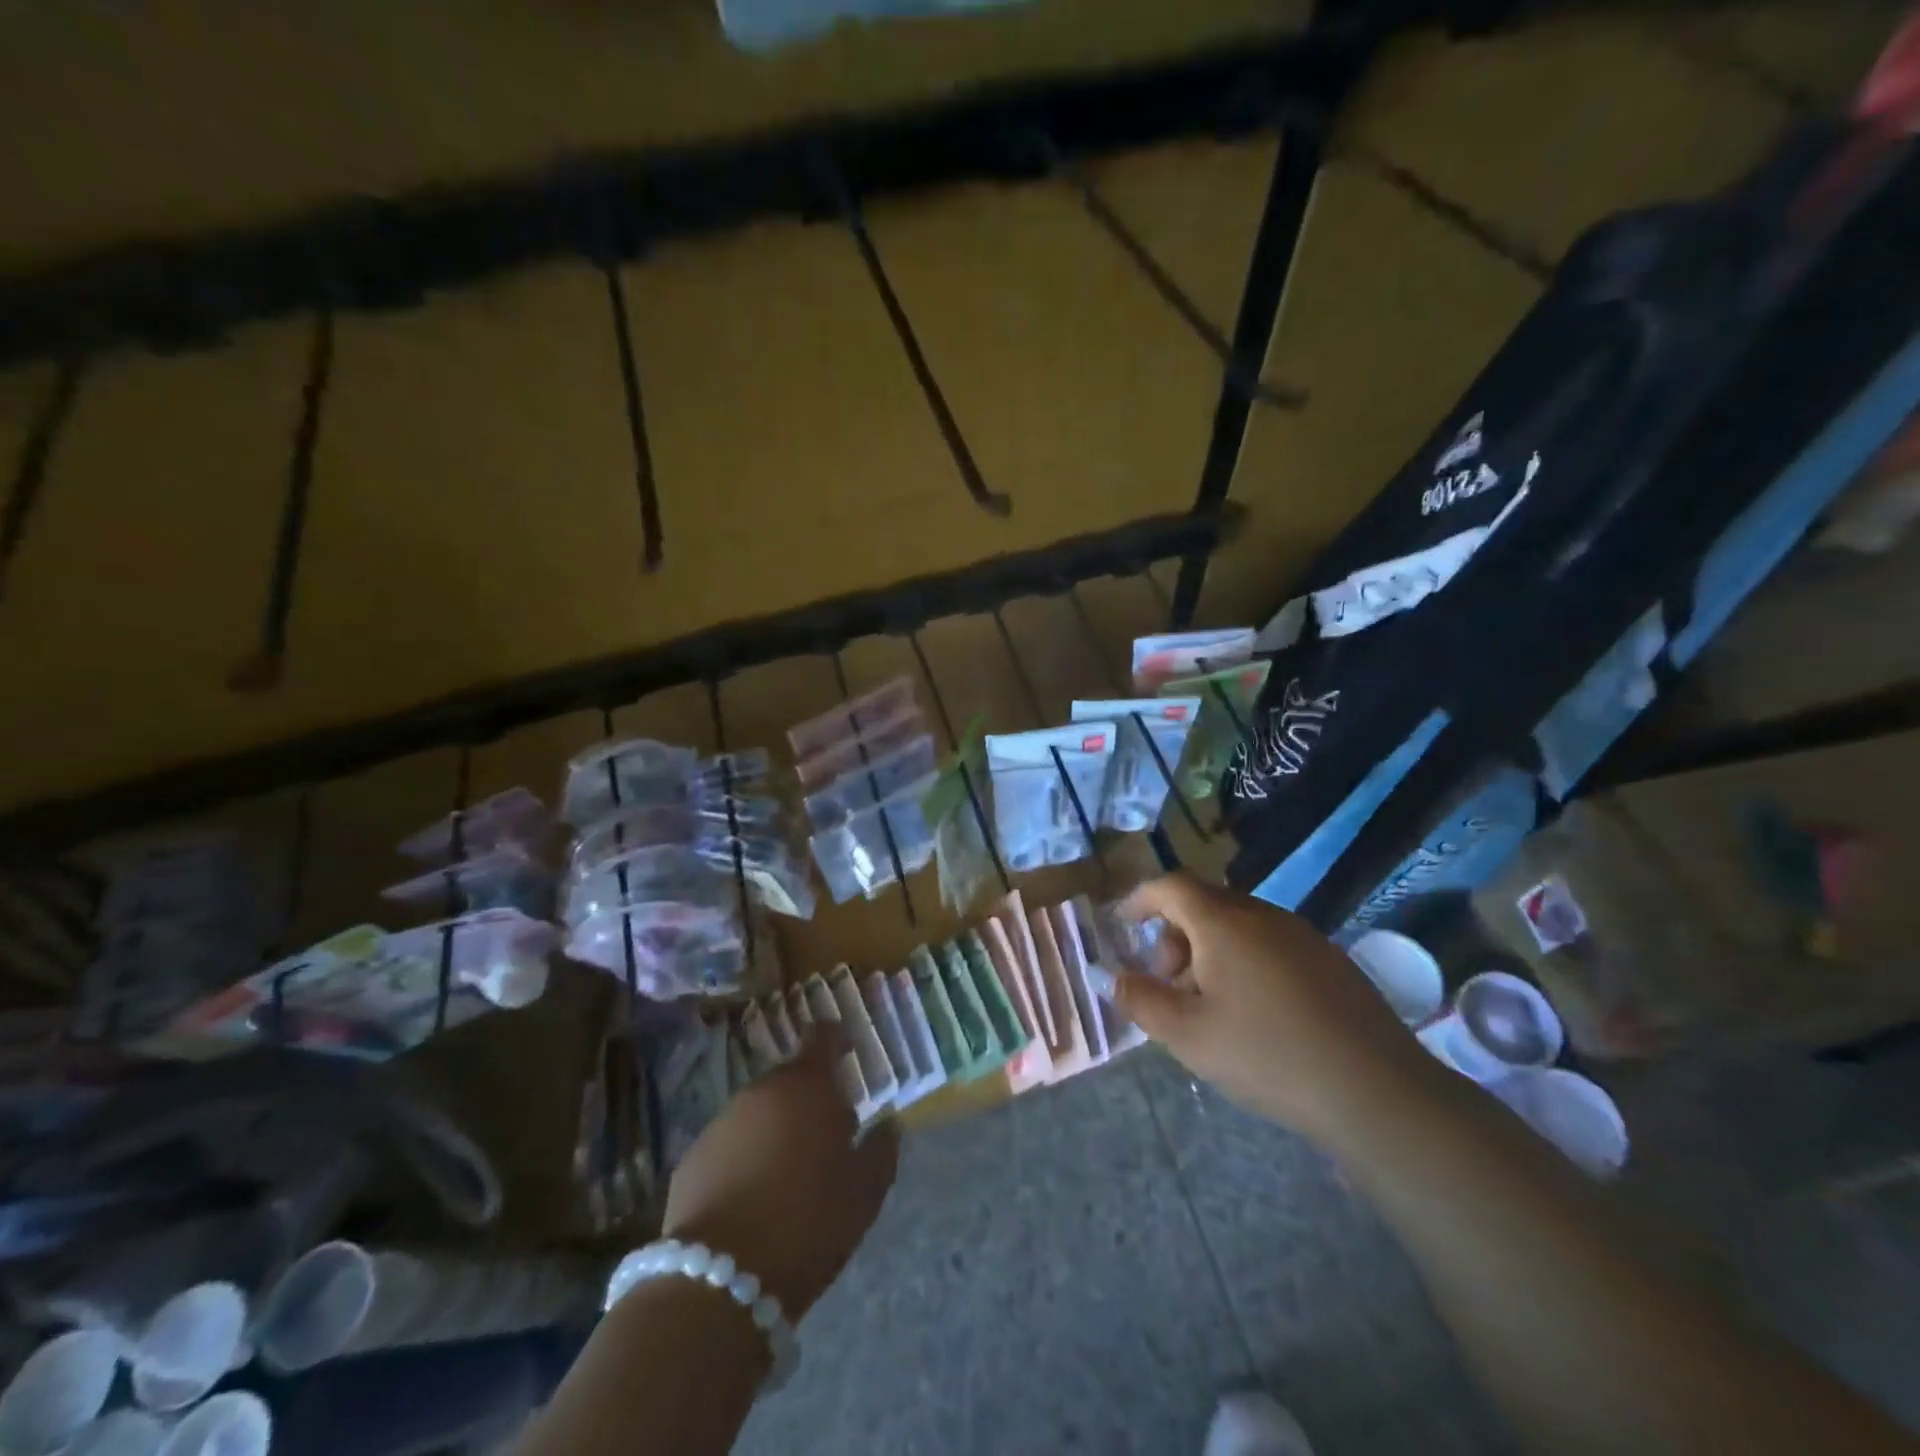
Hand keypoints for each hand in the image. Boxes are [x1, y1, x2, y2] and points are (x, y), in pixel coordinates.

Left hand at [662, 1027, 897, 1319]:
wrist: (720, 1281)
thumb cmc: (809, 1223)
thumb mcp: (864, 1192)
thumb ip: (881, 1149)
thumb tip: (888, 1122)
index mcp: (807, 1087)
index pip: (822, 1036)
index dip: (836, 1038)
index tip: (847, 1050)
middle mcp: (761, 1091)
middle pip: (791, 1078)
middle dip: (809, 1096)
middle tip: (827, 1131)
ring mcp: (722, 1122)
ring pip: (759, 1111)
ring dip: (776, 1127)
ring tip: (791, 1169)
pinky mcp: (692, 1158)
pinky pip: (730, 1144)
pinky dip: (745, 1156)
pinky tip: (754, 1195)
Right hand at [1113, 873, 1440, 1147]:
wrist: (1376, 1091)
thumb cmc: (1267, 1055)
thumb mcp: (1187, 1036)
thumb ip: (1142, 1001)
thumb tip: (1116, 979)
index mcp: (1224, 923)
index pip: (1172, 886)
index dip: (1142, 899)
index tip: (1123, 923)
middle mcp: (1263, 915)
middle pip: (1205, 905)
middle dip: (1175, 936)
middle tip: (1169, 984)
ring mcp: (1303, 936)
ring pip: (1239, 926)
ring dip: (1210, 952)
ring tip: (1210, 1006)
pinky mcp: (1331, 961)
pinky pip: (1271, 944)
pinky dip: (1245, 962)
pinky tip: (1255, 1014)